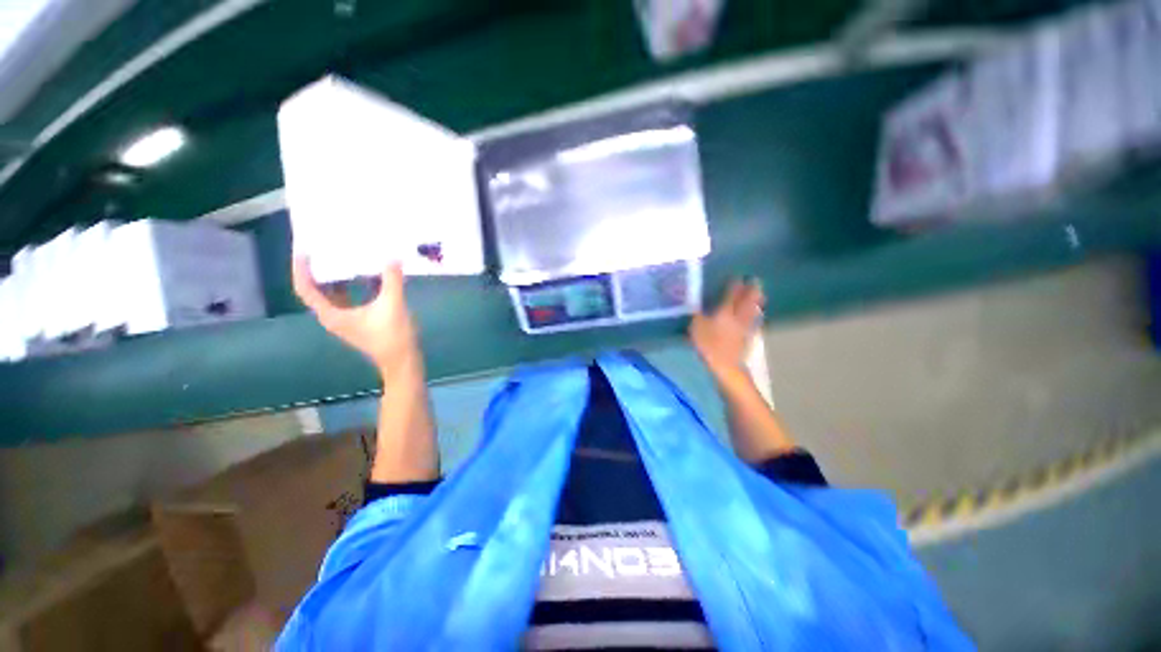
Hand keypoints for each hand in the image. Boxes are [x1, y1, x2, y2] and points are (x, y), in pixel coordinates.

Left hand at [292, 257, 419, 376]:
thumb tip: (392, 257)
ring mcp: (344, 319)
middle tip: (322, 249)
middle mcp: (332, 316)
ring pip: (330, 294)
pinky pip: (345, 298)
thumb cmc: (392, 336)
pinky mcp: (356, 320)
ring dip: (333, 277)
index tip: (303, 250)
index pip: (306, 289)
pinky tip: (362, 276)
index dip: (301, 269)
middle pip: (315, 290)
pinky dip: (348, 285)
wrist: (401, 359)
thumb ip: (392, 281)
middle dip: (316, 269)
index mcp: (332, 314)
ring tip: (339, 257)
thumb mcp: (392, 306)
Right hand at [689, 278, 764, 378]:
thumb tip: (696, 304)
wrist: (725, 366)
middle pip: (747, 301)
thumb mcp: (696, 327)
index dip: (734, 285)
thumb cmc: (708, 345)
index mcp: (725, 312)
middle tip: (756, 280)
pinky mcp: (747, 338)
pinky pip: (753, 322)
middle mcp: (737, 317)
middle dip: (752, 290)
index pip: (731, 295)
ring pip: (753, 311)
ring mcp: (744, 328)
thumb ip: (697, 314)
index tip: (737, 276)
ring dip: (757, 302)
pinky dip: (755, 316)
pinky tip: (757, 315)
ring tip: (761, 295)